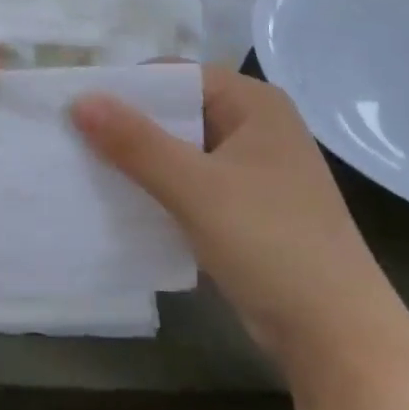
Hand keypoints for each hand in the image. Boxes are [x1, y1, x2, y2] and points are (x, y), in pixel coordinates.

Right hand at [71, 67, 408, 373]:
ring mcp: (253, 172)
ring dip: (140, 161)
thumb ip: (136, 143)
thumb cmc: (271, 243)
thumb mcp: (196, 188)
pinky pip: (191, 185)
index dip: (129, 88)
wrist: (335, 333)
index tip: (78, 108)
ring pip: (182, 152)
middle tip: (72, 141)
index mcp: (255, 104)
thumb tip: (80, 99)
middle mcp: (256, 128)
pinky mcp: (245, 210)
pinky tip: (122, 204)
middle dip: (129, 126)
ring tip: (86, 171)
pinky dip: (159, 190)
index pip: (179, 76)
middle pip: (179, 112)